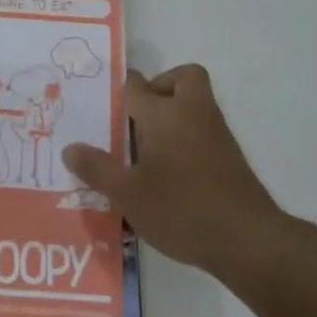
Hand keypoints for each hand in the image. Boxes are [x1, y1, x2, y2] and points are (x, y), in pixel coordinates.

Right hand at [62, 64, 284, 277]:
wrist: (247, 238)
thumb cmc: (181, 209)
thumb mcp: (128, 195)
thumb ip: (97, 169)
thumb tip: (70, 147)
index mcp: (162, 113)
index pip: (136, 86)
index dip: (120, 93)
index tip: (106, 110)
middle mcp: (191, 111)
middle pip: (181, 77)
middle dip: (161, 87)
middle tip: (140, 118)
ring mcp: (215, 131)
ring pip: (195, 101)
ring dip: (175, 111)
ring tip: (149, 149)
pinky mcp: (230, 153)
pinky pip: (204, 126)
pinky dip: (188, 134)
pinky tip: (172, 170)